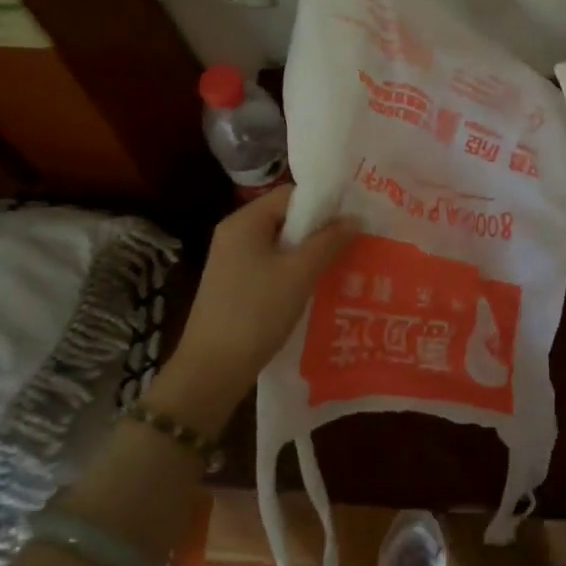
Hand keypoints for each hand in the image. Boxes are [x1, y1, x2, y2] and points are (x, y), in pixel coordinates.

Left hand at [153, 185, 358, 434]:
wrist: (211, 370)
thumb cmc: (256, 312)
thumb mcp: (299, 273)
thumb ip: (329, 241)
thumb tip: (355, 218)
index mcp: (244, 222)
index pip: (290, 195)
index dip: (323, 203)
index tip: (352, 219)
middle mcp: (234, 234)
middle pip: (285, 218)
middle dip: (318, 229)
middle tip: (352, 242)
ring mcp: (231, 261)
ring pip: (279, 244)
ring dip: (308, 253)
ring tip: (340, 265)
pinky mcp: (233, 286)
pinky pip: (270, 266)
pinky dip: (293, 271)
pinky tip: (314, 287)